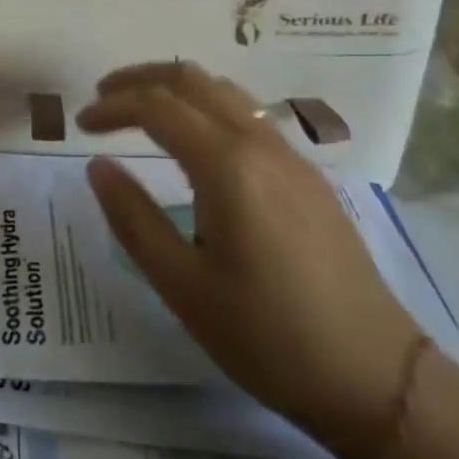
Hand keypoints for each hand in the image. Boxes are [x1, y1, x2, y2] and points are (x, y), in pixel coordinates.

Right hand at [79, 62, 422, 458]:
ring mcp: (290, 156)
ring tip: (142, 110)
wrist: (378, 380)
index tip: (80, 123)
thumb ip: (133, 218)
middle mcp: (259, 144)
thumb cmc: (268, 337)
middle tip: (103, 97)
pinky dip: (206, 105)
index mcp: (227, 165)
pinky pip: (247, 114)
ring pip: (224, 90)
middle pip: (191, 79)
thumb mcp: (183, 286)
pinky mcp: (308, 176)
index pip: (157, 106)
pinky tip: (195, 142)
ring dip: (176, 87)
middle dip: (141, 79)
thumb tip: (97, 165)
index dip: (113, 105)